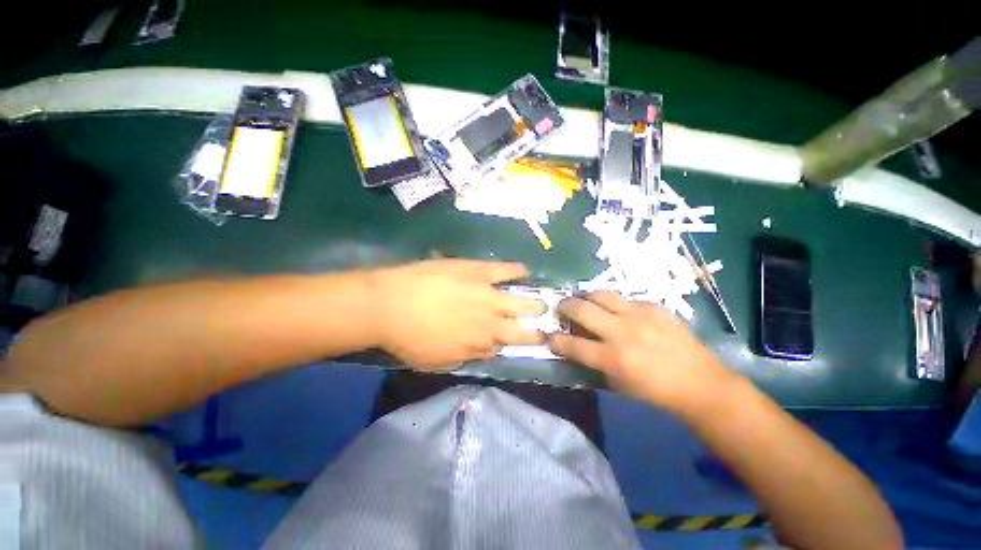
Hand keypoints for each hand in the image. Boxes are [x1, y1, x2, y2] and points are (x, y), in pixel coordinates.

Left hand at [370, 259, 545, 369]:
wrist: (389, 304)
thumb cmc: (408, 338)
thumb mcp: (436, 361)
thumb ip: (464, 357)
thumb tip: (481, 352)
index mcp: (478, 344)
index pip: (502, 347)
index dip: (508, 345)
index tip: (512, 342)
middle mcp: (490, 322)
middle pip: (519, 328)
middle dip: (534, 330)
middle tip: (544, 327)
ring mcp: (486, 295)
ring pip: (519, 302)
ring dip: (534, 306)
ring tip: (544, 304)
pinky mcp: (477, 271)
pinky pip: (502, 270)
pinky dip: (516, 270)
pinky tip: (526, 270)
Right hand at [547, 291, 740, 413]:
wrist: (700, 383)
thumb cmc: (655, 391)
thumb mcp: (618, 384)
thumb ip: (593, 363)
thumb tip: (575, 347)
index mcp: (612, 358)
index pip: (572, 344)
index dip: (555, 339)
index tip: (549, 336)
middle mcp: (621, 332)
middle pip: (581, 309)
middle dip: (564, 307)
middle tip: (561, 308)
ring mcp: (638, 315)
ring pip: (600, 294)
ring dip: (586, 297)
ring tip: (585, 301)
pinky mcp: (654, 306)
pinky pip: (625, 299)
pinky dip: (615, 304)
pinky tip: (619, 311)